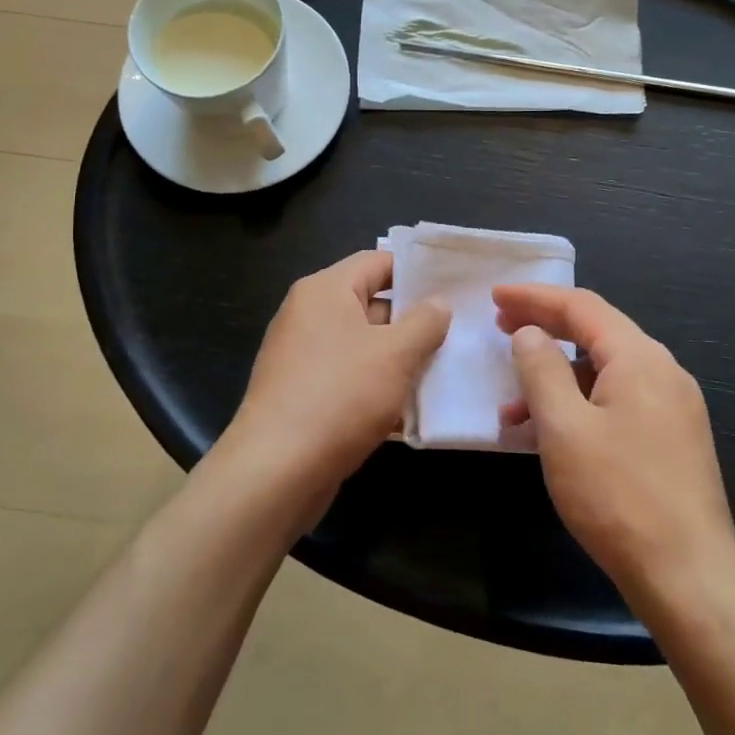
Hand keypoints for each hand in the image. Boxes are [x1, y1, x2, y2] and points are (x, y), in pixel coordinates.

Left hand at [220, 252, 448, 516]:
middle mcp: (308, 315)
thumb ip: (425, 322)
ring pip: (363, 346)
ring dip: (399, 359)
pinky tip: (410, 409)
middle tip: (458, 331)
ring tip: (444, 370)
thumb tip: (438, 304)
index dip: (416, 271)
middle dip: (413, 321)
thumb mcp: (396, 354)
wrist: (276, 471)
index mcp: (325, 291)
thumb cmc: (340, 396)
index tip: (454, 286)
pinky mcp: (302, 394)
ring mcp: (302, 357)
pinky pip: (348, 378)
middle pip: (371, 304)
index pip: (377, 262)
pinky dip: (377, 387)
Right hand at [495, 285, 734, 614]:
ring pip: (606, 371)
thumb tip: (530, 333)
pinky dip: (581, 404)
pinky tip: (552, 434)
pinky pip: (619, 401)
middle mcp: (663, 371)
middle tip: (500, 327)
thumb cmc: (618, 496)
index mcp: (640, 358)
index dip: (535, 297)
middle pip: (597, 332)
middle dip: (546, 327)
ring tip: (513, 402)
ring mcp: (673, 406)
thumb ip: (541, 370)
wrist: (690, 578)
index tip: (495, 296)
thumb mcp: (564, 428)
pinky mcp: (673, 438)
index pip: (582, 306)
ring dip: (559, 376)